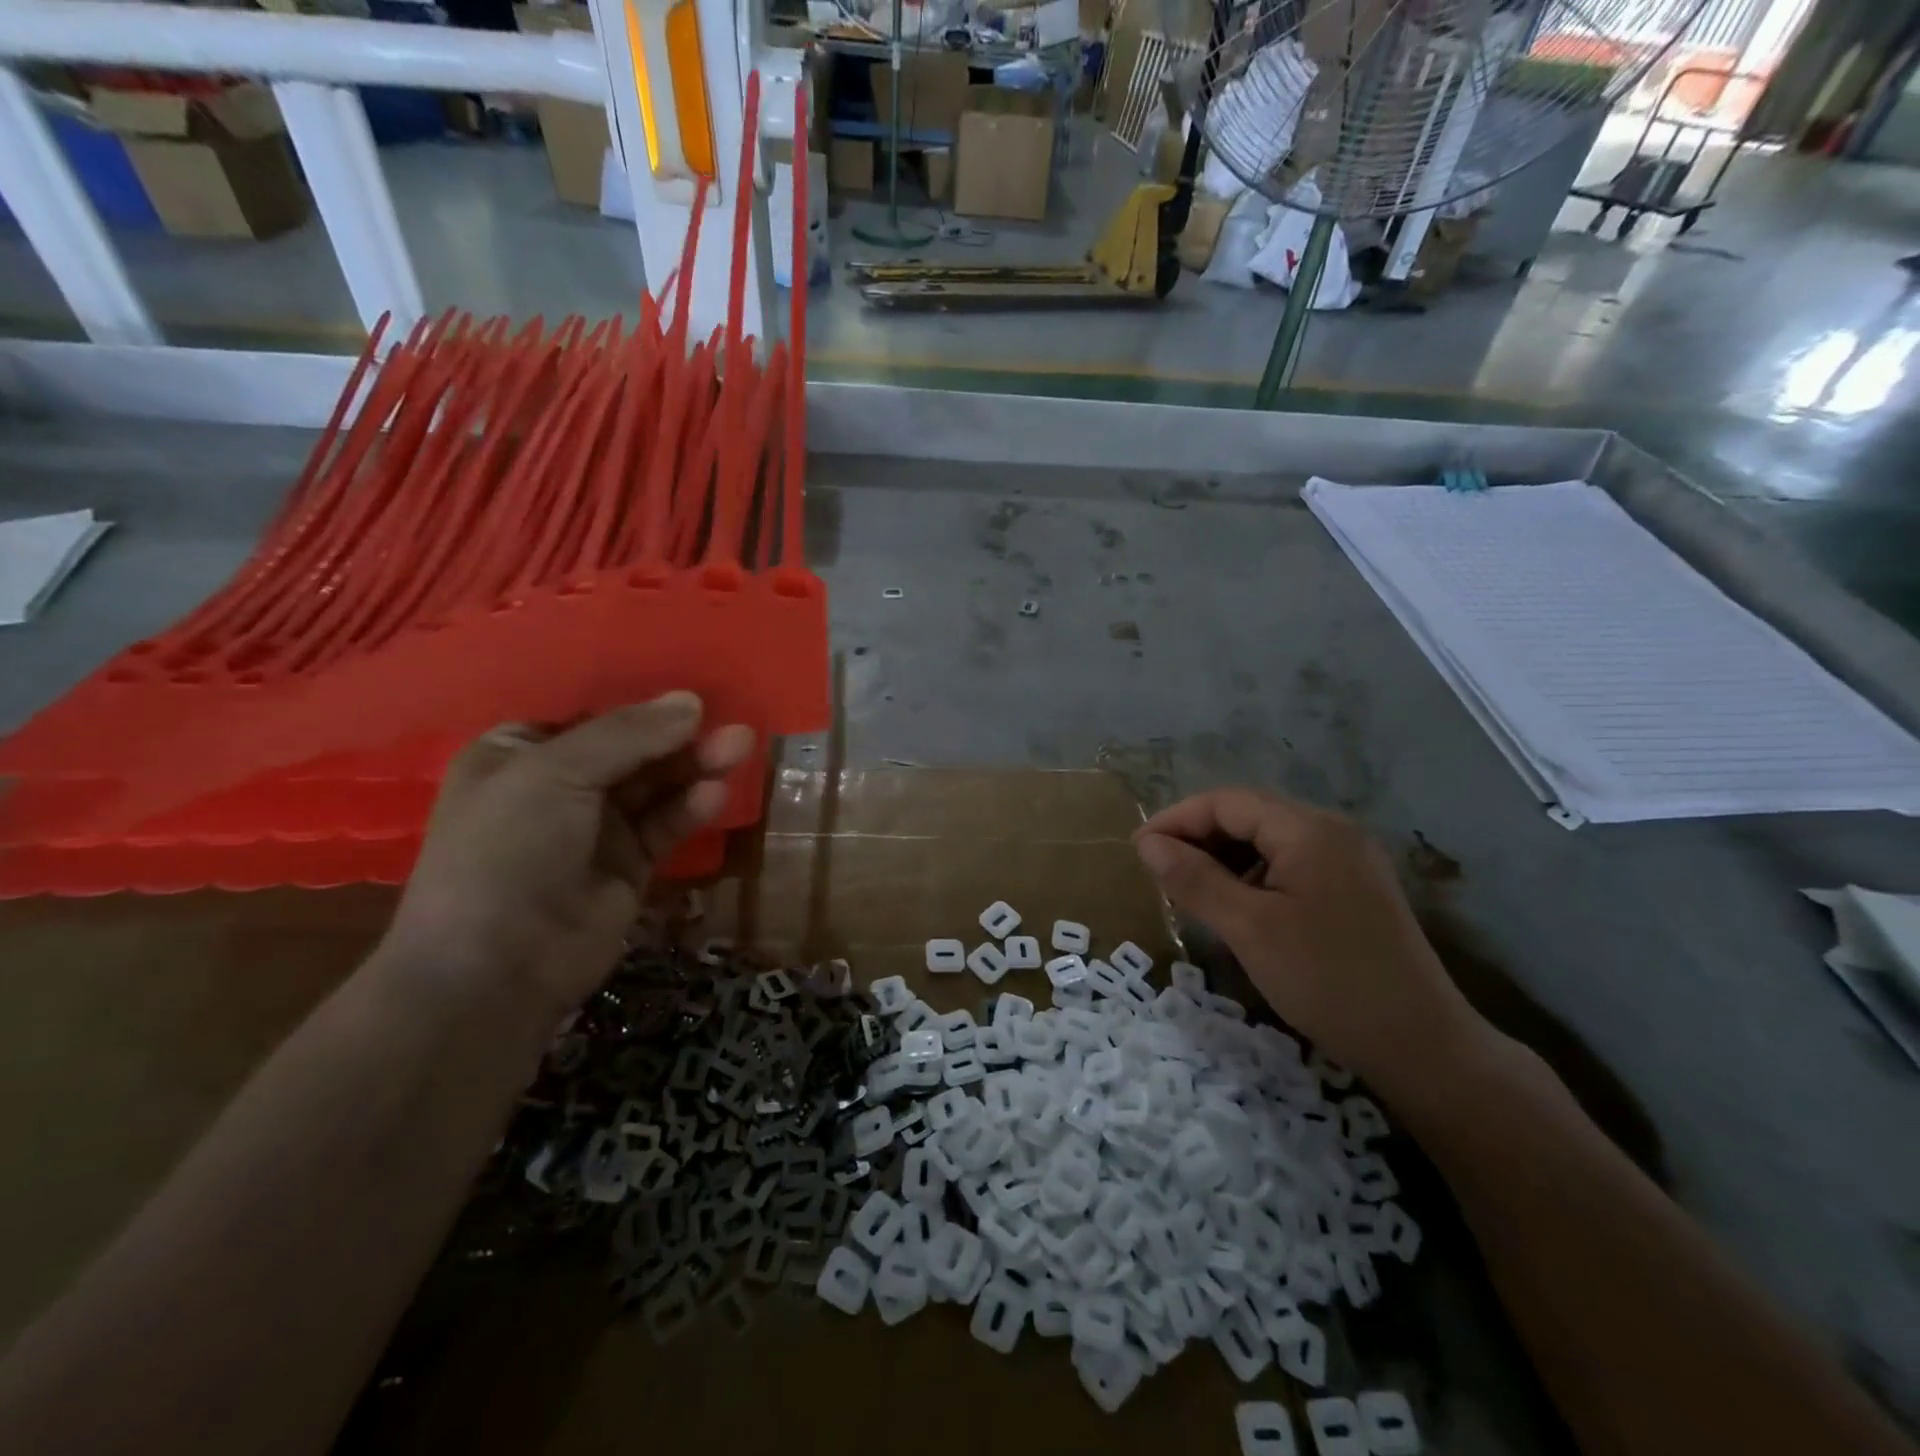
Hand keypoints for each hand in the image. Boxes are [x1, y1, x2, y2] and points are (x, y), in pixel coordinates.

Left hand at [383, 692, 752, 1018]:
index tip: (691, 693)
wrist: (497, 969)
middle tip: (732, 724)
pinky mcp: (629, 866)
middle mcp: (557, 787)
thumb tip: (692, 701)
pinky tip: (715, 794)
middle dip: (679, 737)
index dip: (640, 705)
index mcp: (519, 753)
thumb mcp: (556, 773)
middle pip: (632, 750)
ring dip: (695, 766)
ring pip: (656, 786)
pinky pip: (665, 825)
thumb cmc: (507, 851)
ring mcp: (595, 829)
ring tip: (739, 746)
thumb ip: (627, 734)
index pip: (590, 716)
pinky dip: (690, 808)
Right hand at [1134, 788, 1489, 1098]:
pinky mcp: (1354, 888)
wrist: (1422, 1046)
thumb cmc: (1328, 980)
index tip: (1138, 851)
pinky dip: (1253, 876)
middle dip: (1199, 837)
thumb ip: (1194, 879)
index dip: (1177, 819)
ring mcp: (1349, 859)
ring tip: (1191, 891)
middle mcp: (1333, 831)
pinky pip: (1290, 864)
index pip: (1228, 802)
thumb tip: (1146, 844)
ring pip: (1268, 841)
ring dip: (1224, 858)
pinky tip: (1237, 907)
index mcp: (1310, 829)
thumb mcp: (1249, 928)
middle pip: (1249, 815)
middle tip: (1159, 872)